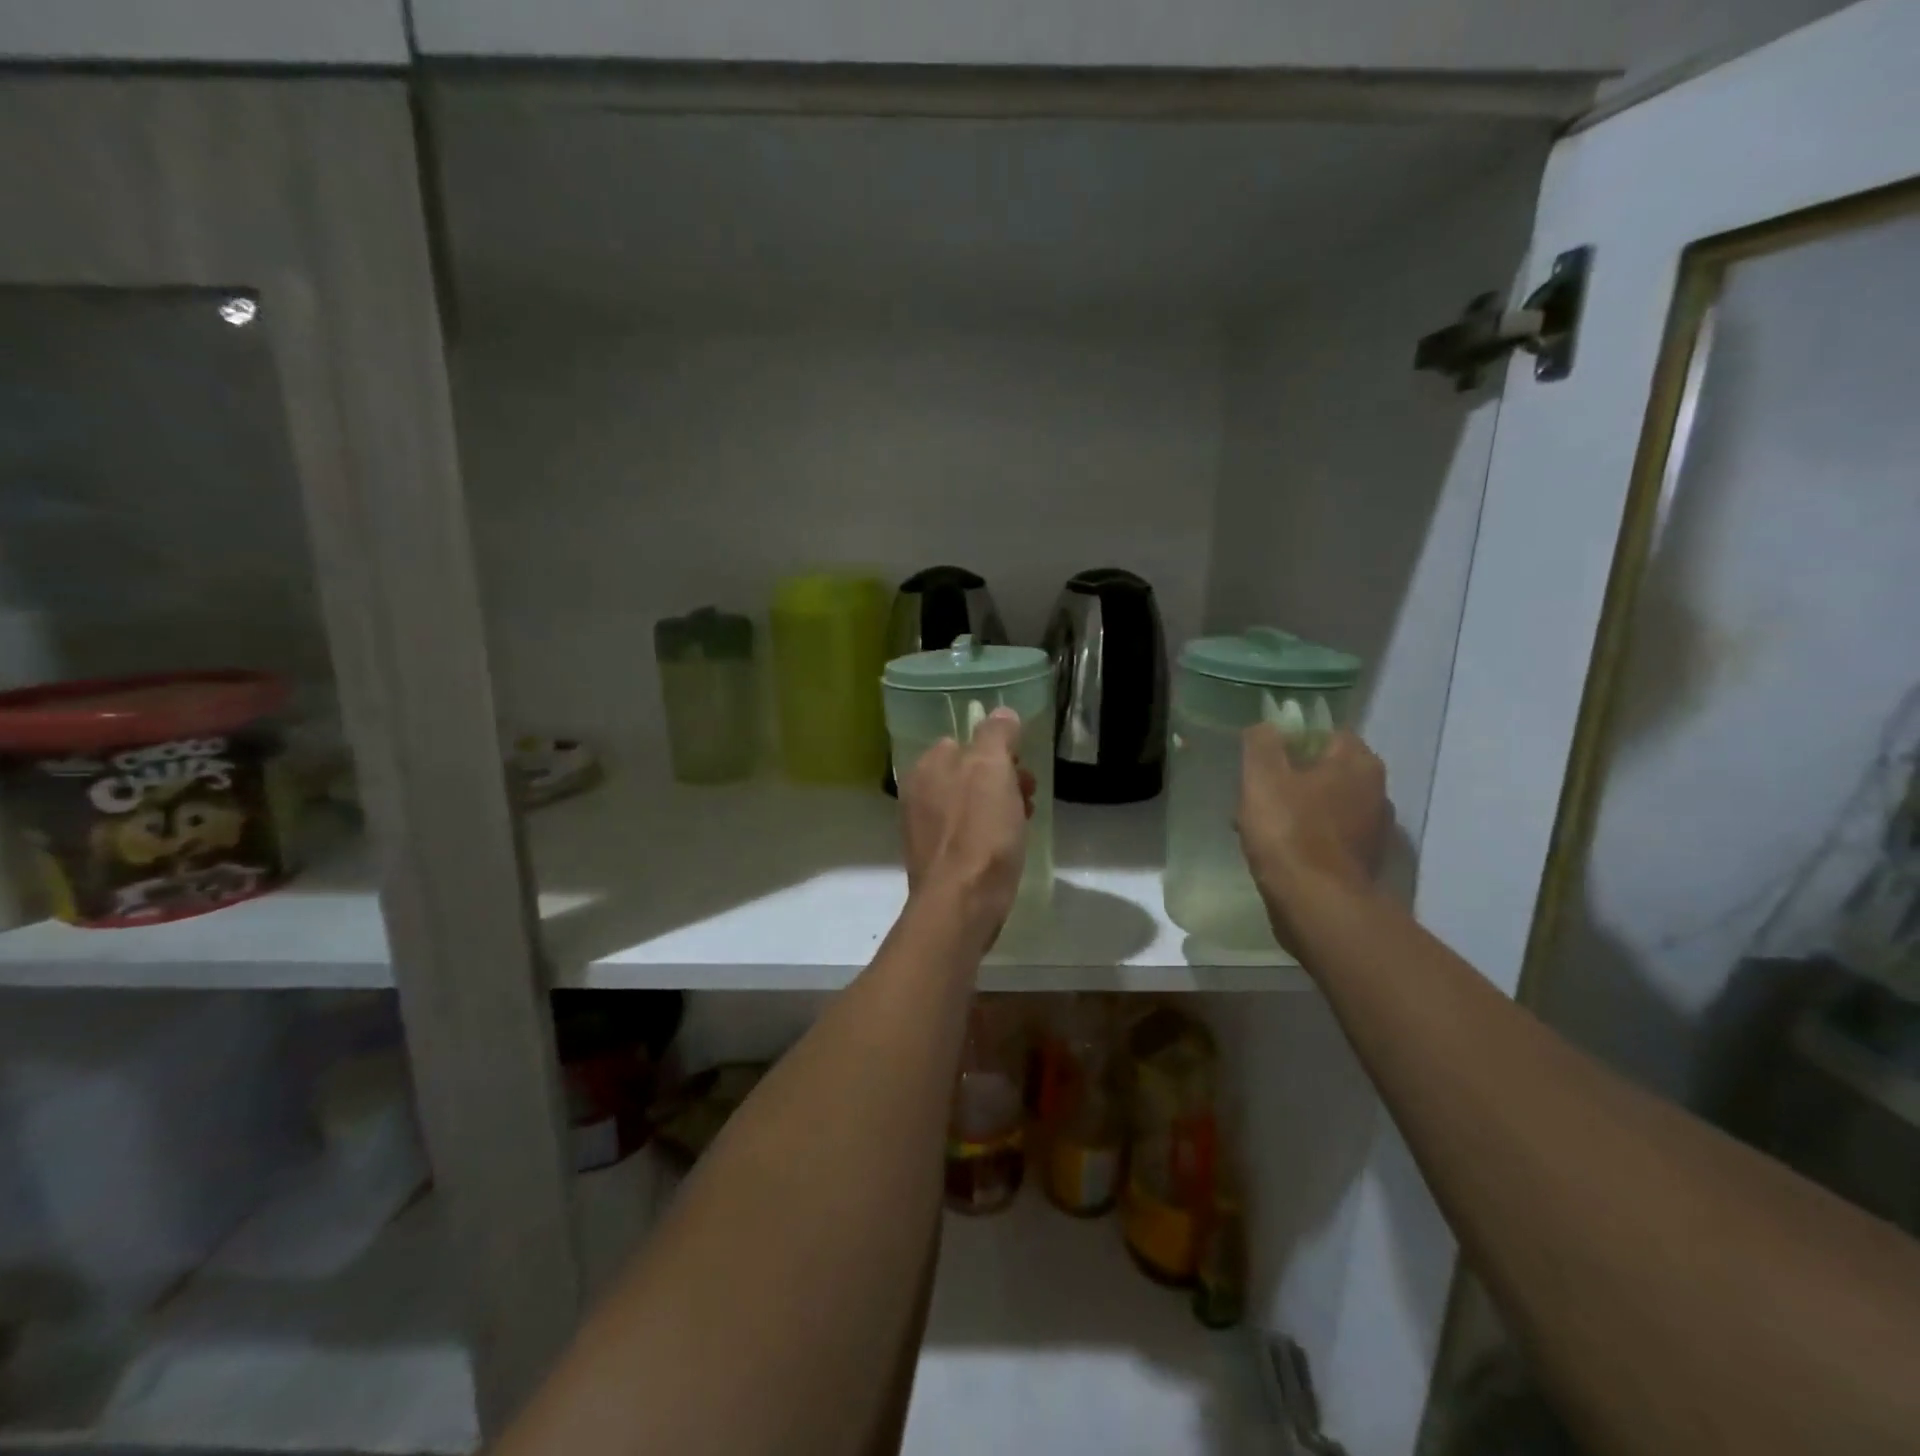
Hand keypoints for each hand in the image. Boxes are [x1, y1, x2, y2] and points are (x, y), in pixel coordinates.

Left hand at [898, 709, 1034, 942]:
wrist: (962, 903)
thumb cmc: (980, 830)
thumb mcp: (992, 769)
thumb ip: (996, 735)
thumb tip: (1002, 712)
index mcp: (926, 767)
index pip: (963, 742)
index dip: (997, 751)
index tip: (1021, 767)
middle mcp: (918, 794)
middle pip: (967, 775)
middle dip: (1001, 781)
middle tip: (1028, 797)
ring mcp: (924, 830)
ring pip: (969, 806)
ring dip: (999, 809)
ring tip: (1023, 826)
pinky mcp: (936, 862)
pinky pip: (967, 836)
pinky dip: (988, 837)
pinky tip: (1006, 851)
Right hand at [1237, 726, 1388, 941]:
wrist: (1316, 904)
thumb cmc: (1289, 831)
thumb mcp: (1262, 776)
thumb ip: (1262, 742)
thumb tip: (1266, 727)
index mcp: (1358, 763)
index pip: (1326, 733)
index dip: (1291, 741)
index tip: (1263, 759)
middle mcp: (1376, 791)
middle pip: (1325, 771)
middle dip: (1290, 778)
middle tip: (1256, 793)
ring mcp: (1373, 831)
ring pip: (1325, 806)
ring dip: (1296, 810)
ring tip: (1259, 826)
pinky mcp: (1362, 863)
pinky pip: (1327, 837)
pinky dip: (1304, 838)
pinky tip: (1278, 851)